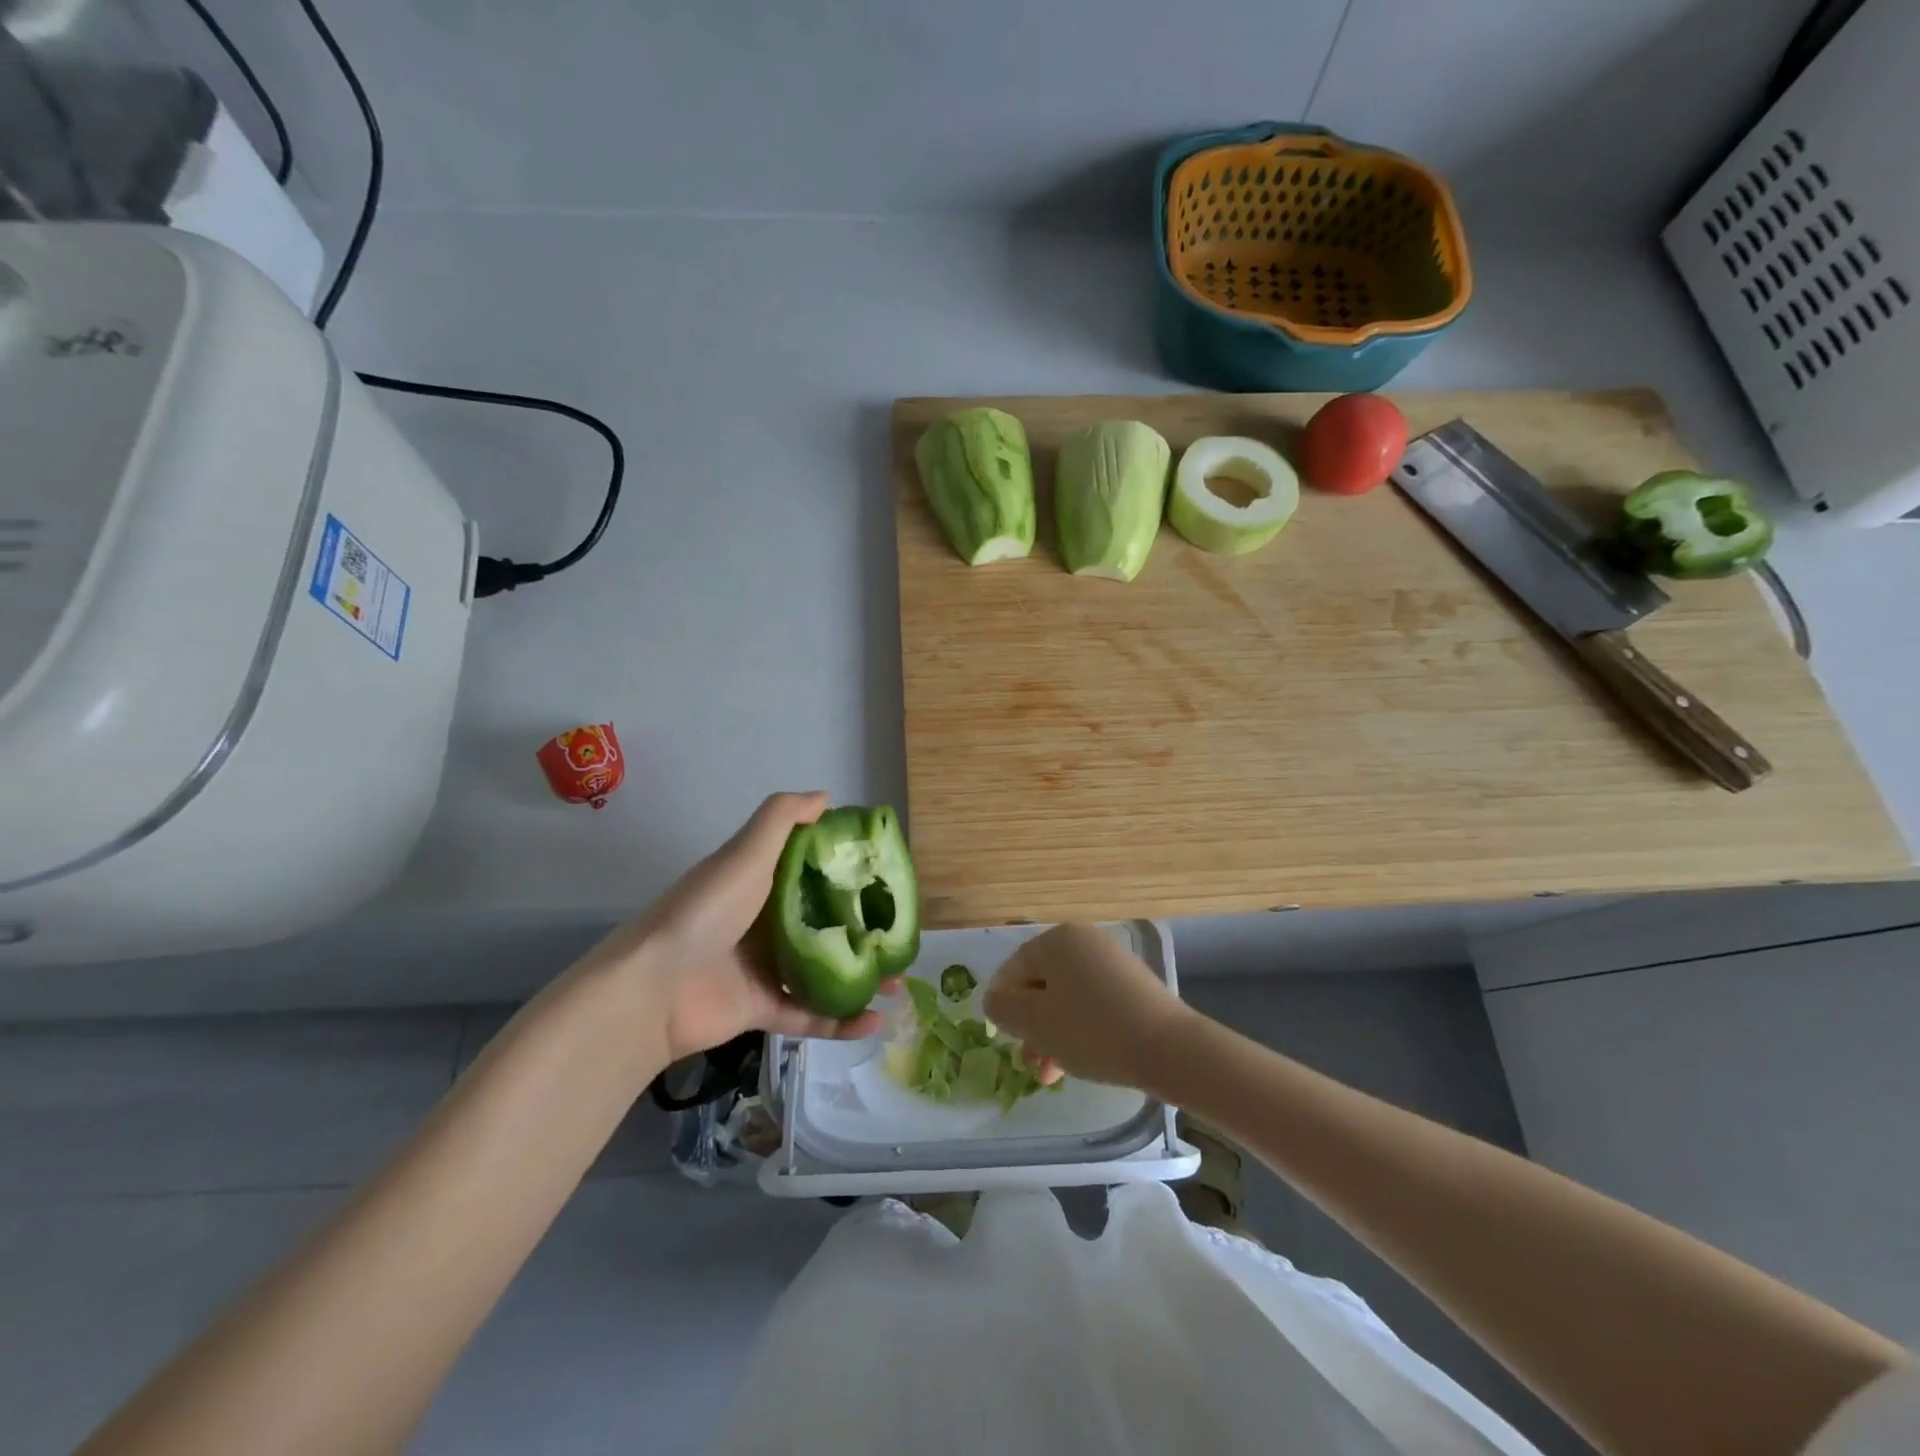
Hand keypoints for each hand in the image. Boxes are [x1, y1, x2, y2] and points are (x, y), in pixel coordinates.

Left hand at [586, 793, 889, 1063]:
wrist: (651, 990)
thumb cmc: (706, 912)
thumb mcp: (745, 854)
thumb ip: (781, 819)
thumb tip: (826, 796)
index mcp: (760, 881)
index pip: (811, 869)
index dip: (846, 869)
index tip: (884, 873)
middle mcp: (763, 921)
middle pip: (823, 922)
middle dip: (862, 928)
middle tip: (899, 933)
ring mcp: (762, 968)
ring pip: (822, 970)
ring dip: (858, 975)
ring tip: (897, 980)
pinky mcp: (760, 1009)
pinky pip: (808, 1015)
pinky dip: (839, 1021)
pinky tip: (874, 1021)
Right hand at [985, 923, 1195, 1089]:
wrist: (1169, 1048)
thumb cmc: (1092, 1031)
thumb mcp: (1036, 1022)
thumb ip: (1004, 1008)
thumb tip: (995, 1000)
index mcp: (1056, 940)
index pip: (1013, 969)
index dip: (1003, 1006)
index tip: (1007, 1040)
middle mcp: (1083, 941)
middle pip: (1040, 983)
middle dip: (1031, 1025)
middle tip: (1032, 1063)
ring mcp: (1111, 961)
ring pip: (1066, 997)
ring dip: (1053, 1032)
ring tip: (1053, 1073)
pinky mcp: (1132, 984)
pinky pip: (1092, 1002)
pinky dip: (1080, 1027)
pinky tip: (1081, 1059)